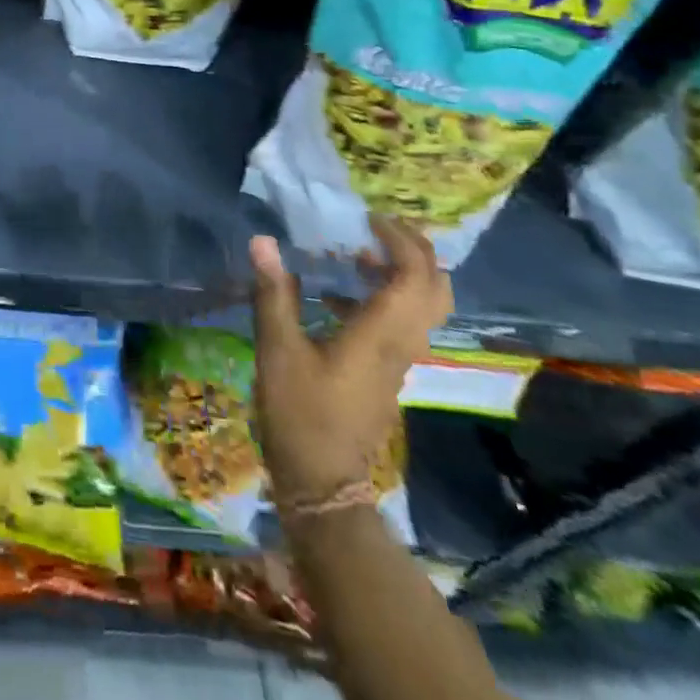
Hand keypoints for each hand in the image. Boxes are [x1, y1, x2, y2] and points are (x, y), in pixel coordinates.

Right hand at [249, 218, 450, 507]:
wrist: (324, 480)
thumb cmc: (300, 412)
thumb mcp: (277, 349)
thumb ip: (273, 293)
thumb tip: (262, 241)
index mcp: (380, 334)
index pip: (413, 276)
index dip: (399, 241)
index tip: (367, 218)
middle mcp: (401, 343)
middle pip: (436, 290)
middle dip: (416, 251)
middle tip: (378, 227)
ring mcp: (398, 360)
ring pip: (425, 307)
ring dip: (402, 272)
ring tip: (357, 253)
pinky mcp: (387, 371)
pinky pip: (404, 321)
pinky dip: (386, 295)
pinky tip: (340, 294)